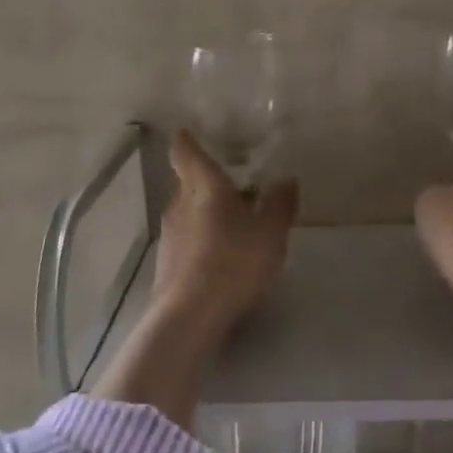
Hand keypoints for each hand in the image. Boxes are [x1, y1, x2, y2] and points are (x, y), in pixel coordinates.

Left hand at [149, 130, 298, 347]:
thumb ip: (279, 204)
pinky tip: (220, 257)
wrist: (189, 317)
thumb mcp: (271, 233)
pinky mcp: (166, 263)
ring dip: (204, 212)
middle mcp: (179, 204)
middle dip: (206, 181)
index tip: (191, 134)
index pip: (186, 152)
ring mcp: (170, 235)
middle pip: (186, 182)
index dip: (188, 142)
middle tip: (233, 185)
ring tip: (232, 224)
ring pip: (186, 211)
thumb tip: (285, 179)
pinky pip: (186, 239)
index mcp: (204, 187)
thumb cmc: (233, 263)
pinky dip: (200, 239)